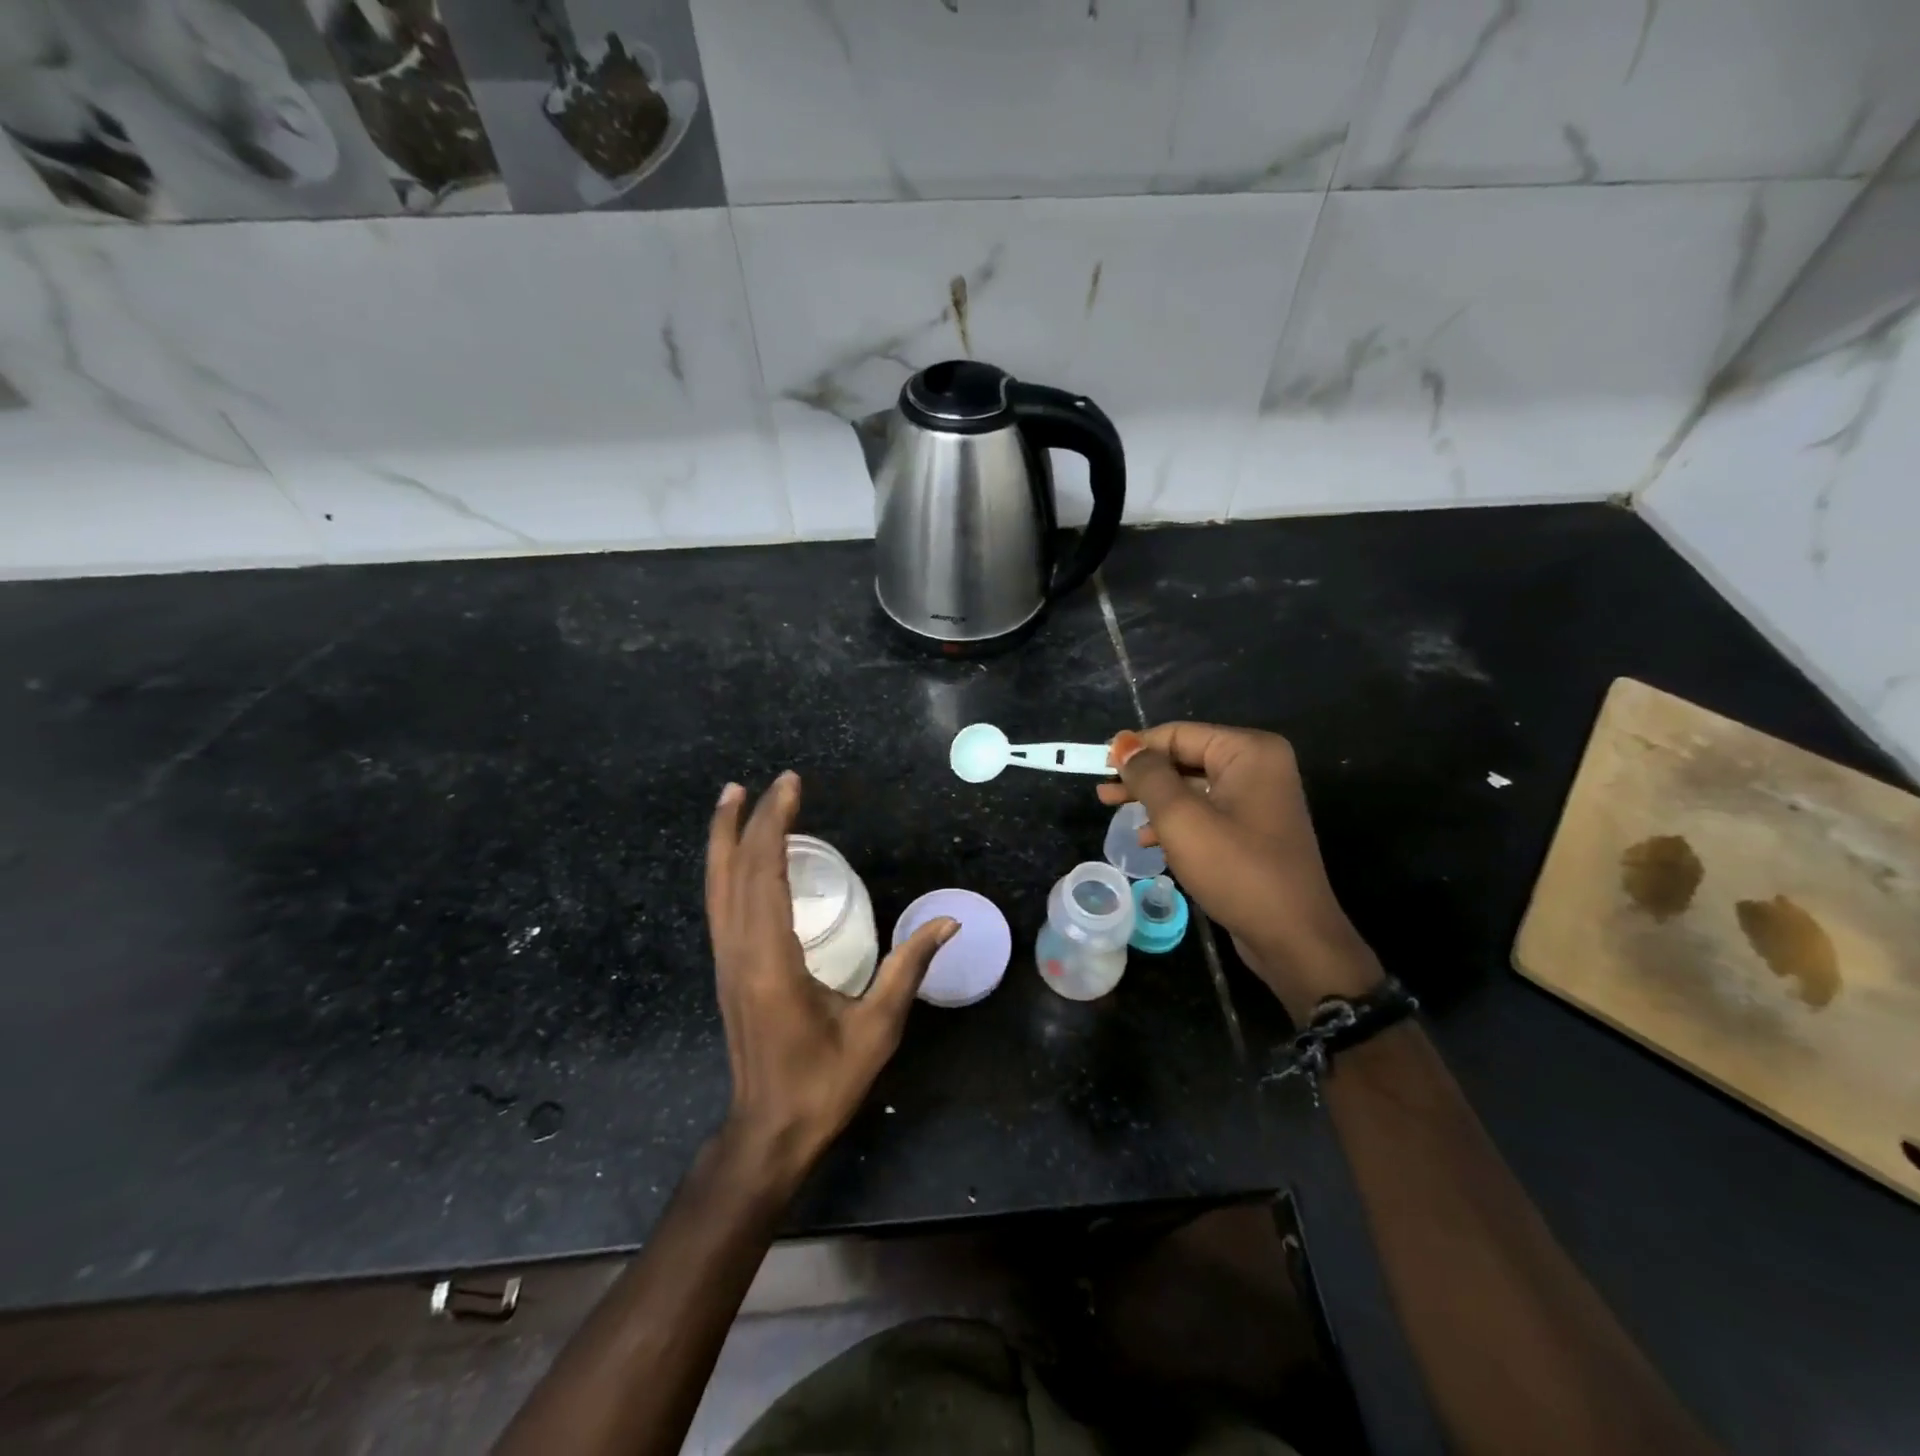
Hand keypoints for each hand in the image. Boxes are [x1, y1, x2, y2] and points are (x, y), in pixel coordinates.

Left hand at [706, 772, 956, 1189]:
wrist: (769, 1131)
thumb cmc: (824, 1082)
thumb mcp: (877, 1026)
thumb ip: (909, 967)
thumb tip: (949, 921)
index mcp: (771, 959)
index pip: (765, 873)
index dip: (775, 824)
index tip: (790, 785)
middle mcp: (739, 951)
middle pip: (734, 872)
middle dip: (748, 820)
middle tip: (768, 781)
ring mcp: (726, 961)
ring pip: (716, 886)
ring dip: (723, 839)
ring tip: (731, 798)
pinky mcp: (726, 970)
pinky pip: (719, 905)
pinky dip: (724, 868)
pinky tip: (735, 857)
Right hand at [1101, 724, 1380, 1018]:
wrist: (1293, 938)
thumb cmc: (1236, 870)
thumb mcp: (1181, 818)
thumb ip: (1148, 776)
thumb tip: (1123, 744)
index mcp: (1249, 752)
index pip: (1179, 734)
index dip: (1136, 748)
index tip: (1099, 766)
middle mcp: (1258, 767)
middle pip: (1185, 758)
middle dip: (1142, 776)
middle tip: (1102, 791)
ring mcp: (1258, 800)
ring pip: (1191, 787)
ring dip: (1153, 800)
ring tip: (1113, 811)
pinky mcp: (1253, 830)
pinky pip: (1205, 812)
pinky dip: (1175, 822)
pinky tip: (1147, 840)